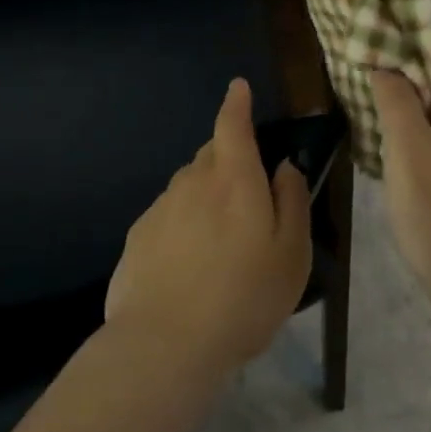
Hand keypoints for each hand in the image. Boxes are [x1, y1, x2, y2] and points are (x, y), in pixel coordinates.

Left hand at [106, 79, 312, 377]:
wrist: (165, 344)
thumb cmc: (243, 298)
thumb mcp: (290, 255)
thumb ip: (292, 202)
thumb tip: (284, 167)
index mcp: (233, 179)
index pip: (232, 125)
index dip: (237, 103)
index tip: (238, 88)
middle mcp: (192, 182)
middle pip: (211, 154)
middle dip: (229, 159)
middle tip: (247, 196)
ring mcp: (160, 208)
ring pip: (189, 186)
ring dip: (206, 196)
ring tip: (221, 243)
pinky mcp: (138, 236)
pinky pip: (169, 216)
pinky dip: (183, 225)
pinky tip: (190, 265)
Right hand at [371, 32, 430, 327]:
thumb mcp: (411, 161)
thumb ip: (396, 105)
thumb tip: (382, 64)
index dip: (403, 34)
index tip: (362, 34)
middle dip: (398, 64)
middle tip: (351, 68)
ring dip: (403, 96)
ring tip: (359, 97)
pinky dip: (415, 123)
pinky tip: (386, 139)